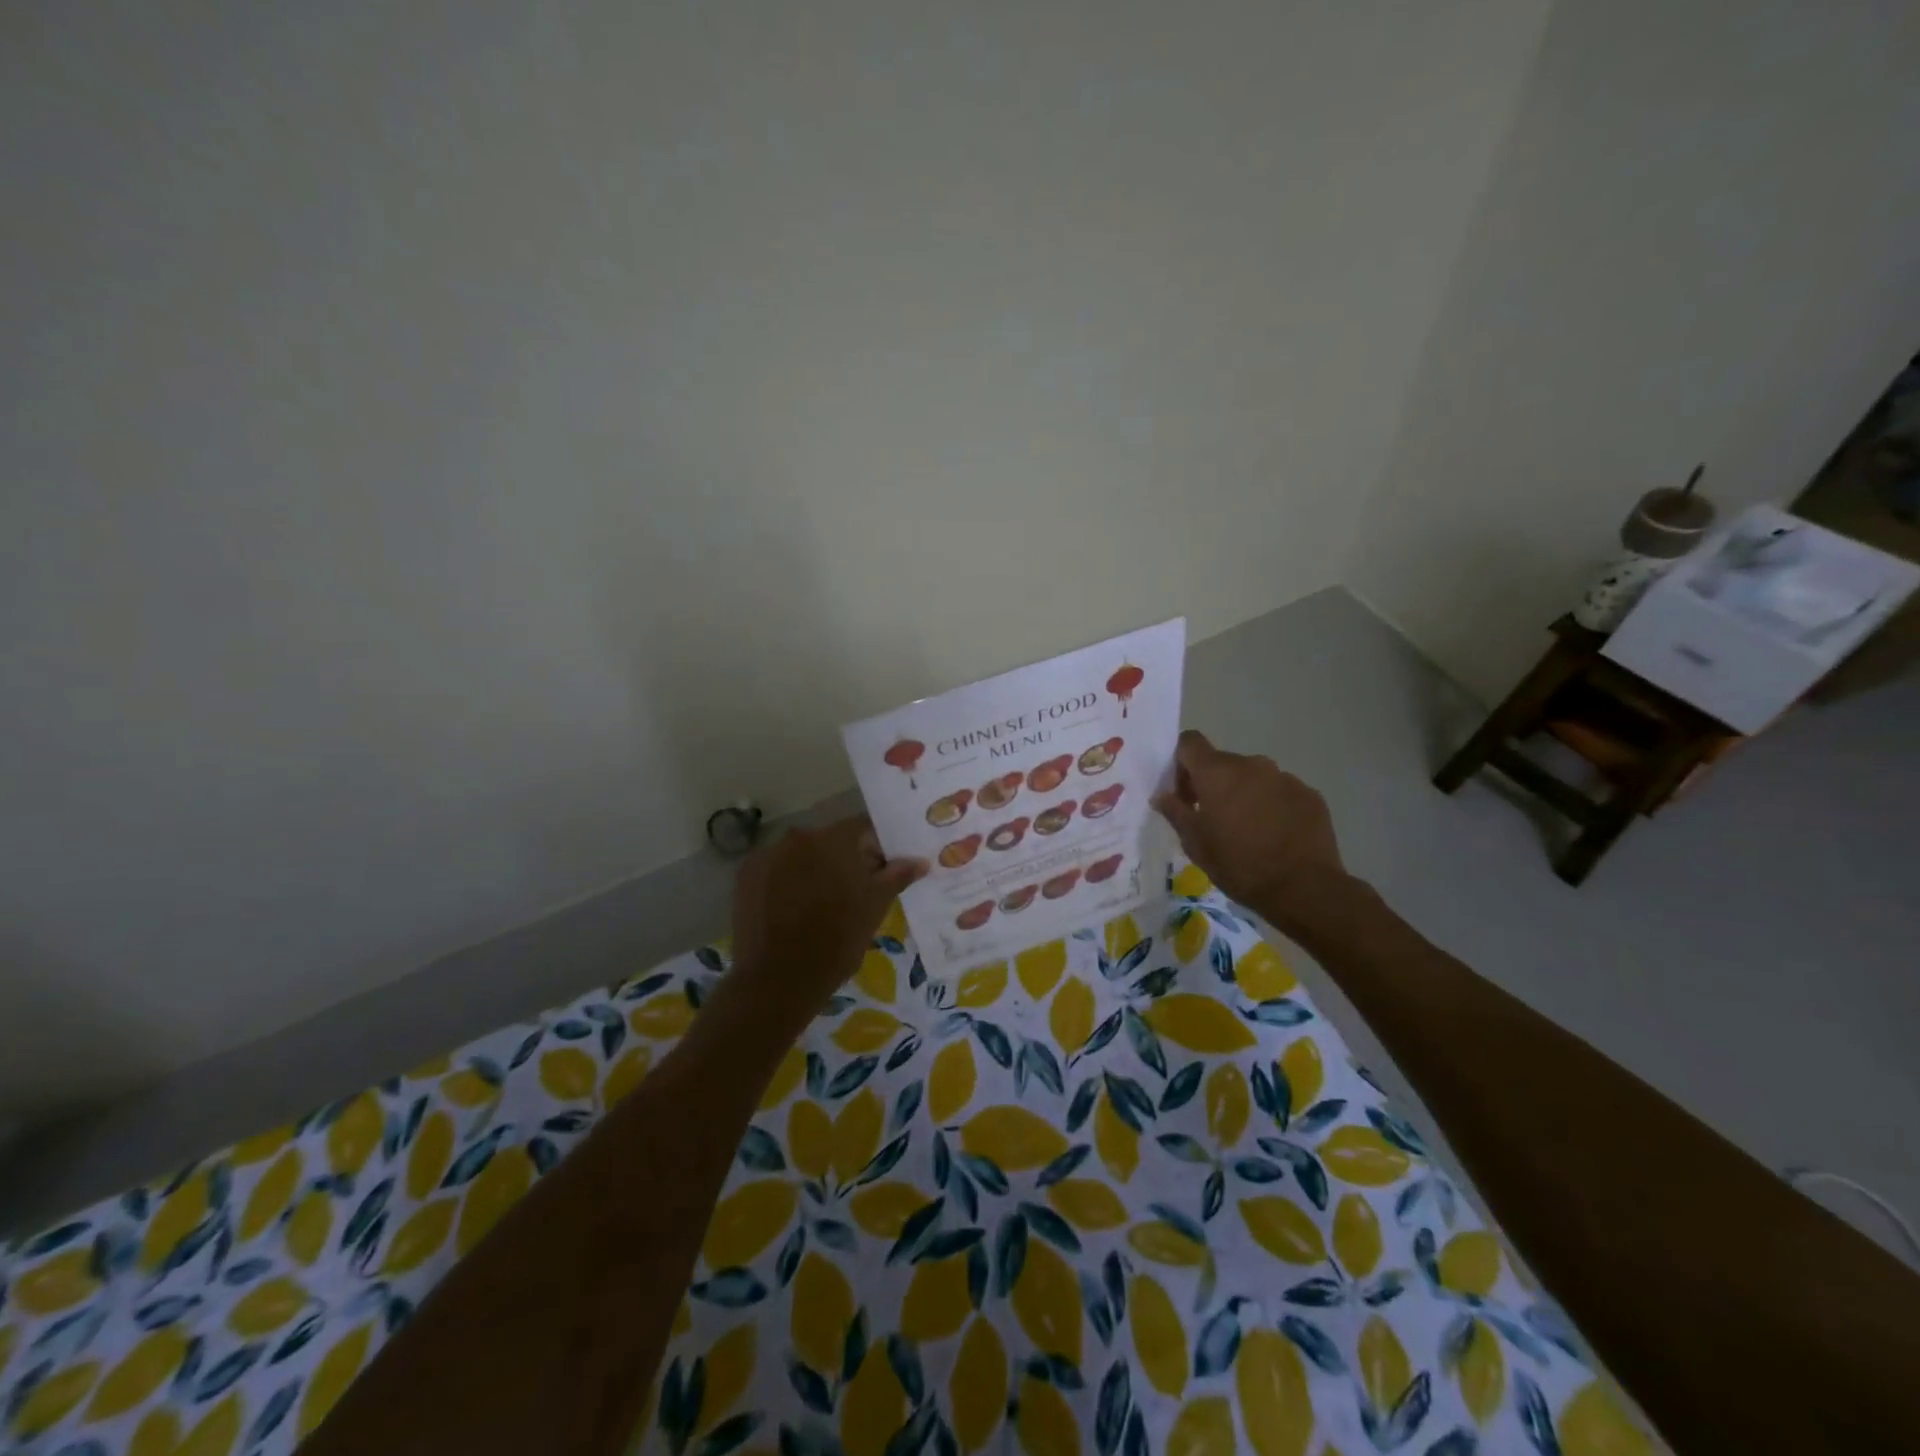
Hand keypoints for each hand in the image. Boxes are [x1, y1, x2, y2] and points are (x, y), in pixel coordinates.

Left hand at [727, 817, 928, 1024]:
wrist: (777, 980)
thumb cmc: (837, 940)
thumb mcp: (874, 908)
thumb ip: (896, 876)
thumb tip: (920, 861)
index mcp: (834, 840)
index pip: (863, 828)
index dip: (878, 846)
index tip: (884, 869)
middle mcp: (798, 837)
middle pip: (831, 840)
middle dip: (846, 859)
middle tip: (857, 890)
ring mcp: (768, 855)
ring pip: (802, 854)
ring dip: (815, 869)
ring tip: (823, 904)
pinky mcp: (746, 876)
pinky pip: (777, 869)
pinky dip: (788, 881)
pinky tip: (794, 909)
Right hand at [1152, 730, 1346, 927]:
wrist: (1304, 888)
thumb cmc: (1239, 865)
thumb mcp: (1195, 844)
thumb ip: (1176, 812)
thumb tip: (1161, 795)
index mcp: (1217, 772)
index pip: (1190, 742)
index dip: (1180, 761)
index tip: (1182, 791)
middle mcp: (1251, 764)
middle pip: (1221, 762)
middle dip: (1211, 783)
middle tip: (1210, 817)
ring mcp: (1284, 777)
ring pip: (1252, 776)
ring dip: (1242, 793)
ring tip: (1246, 829)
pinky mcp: (1309, 794)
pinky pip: (1279, 791)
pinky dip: (1271, 805)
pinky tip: (1274, 835)